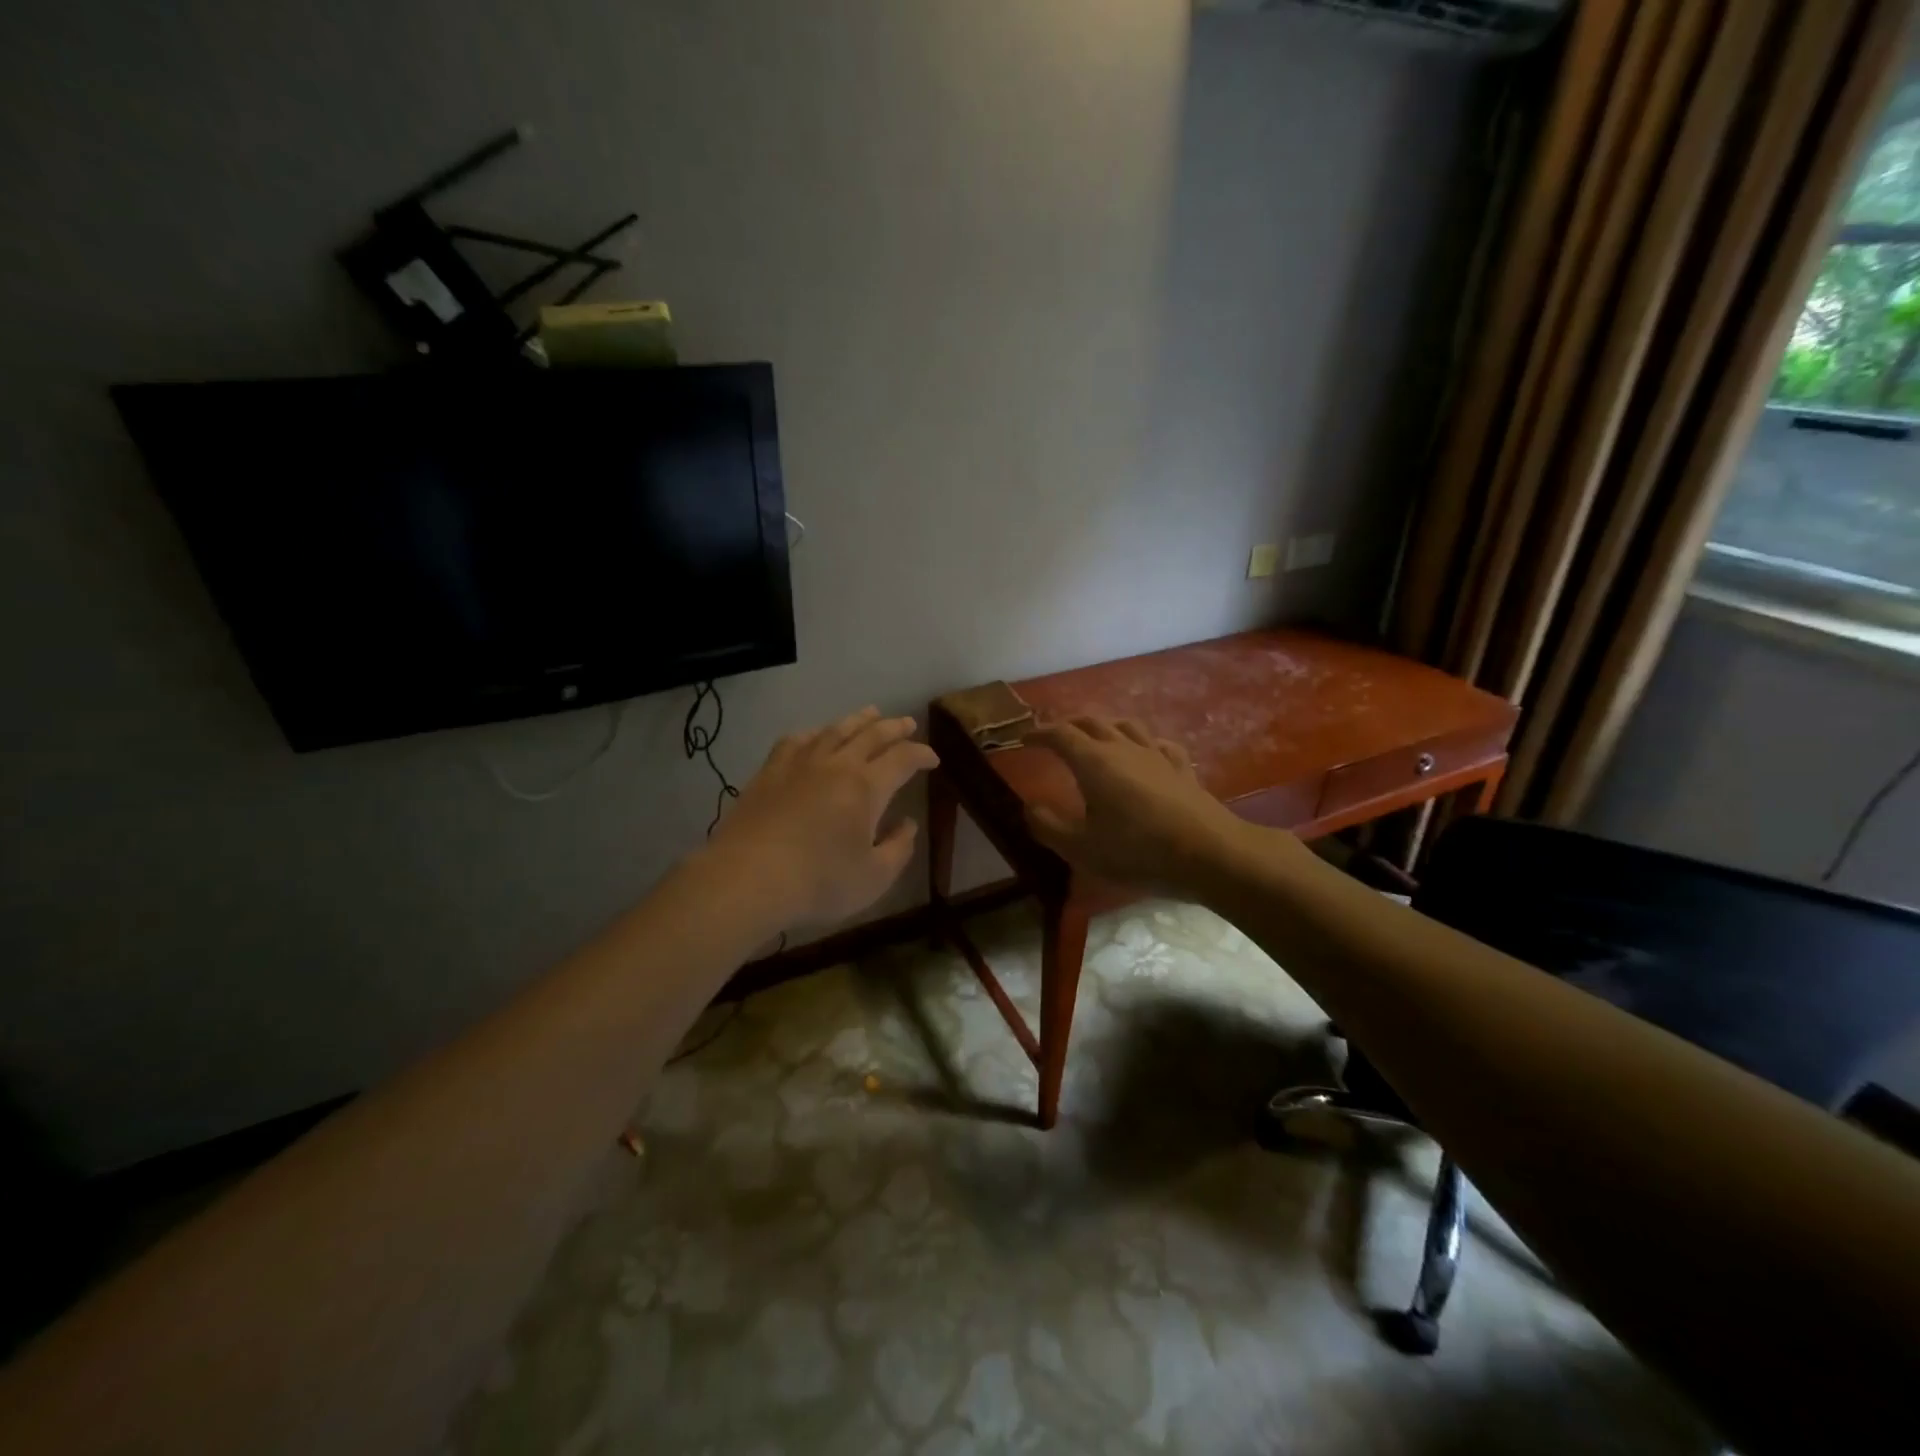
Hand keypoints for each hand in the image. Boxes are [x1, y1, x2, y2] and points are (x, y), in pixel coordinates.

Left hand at [704, 706, 938, 928]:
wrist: (748, 878)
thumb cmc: (818, 882)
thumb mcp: (874, 877)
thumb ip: (898, 848)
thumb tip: (908, 824)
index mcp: (867, 787)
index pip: (903, 759)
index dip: (921, 755)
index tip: (932, 759)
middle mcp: (836, 765)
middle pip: (871, 735)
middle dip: (894, 727)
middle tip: (907, 723)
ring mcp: (799, 764)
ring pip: (834, 730)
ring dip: (857, 720)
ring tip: (870, 714)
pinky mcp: (769, 772)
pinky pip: (795, 741)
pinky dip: (813, 733)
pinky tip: (815, 736)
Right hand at [1025, 717, 1246, 896]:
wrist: (1208, 854)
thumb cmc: (1138, 851)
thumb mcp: (1081, 848)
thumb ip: (1048, 826)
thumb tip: (1028, 806)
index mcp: (1093, 762)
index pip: (1060, 735)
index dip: (1039, 734)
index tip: (1024, 740)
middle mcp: (1123, 748)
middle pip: (1092, 722)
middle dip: (1068, 724)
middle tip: (1054, 735)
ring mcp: (1156, 755)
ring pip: (1125, 726)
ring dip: (1104, 726)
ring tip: (1095, 736)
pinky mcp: (1181, 769)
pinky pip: (1158, 744)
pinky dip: (1143, 742)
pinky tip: (1146, 752)